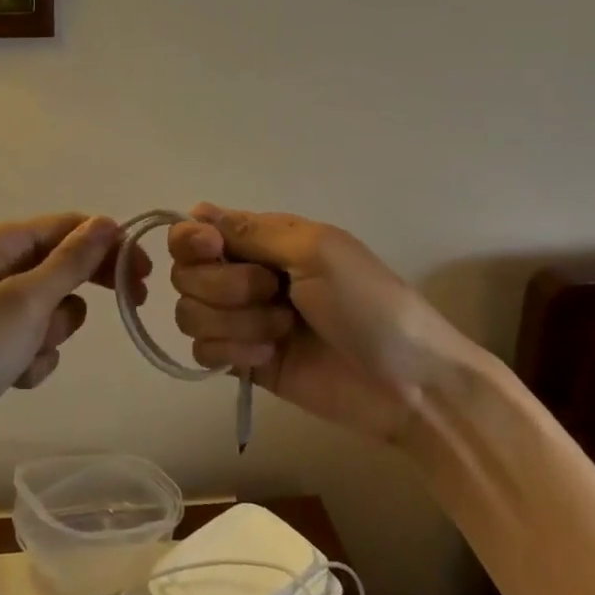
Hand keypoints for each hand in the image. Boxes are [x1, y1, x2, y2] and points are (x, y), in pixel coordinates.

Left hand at [0, 214, 148, 449]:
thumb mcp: (26, 301)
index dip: (107, 244)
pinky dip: (34, 357)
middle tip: (133, 302)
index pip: (66, 226)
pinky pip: (33, 341)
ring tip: (29, 352)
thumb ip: (71, 261)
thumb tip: (107, 221)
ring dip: (53, 331)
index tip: (143, 272)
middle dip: (85, 287)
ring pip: (51, 308)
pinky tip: (15, 378)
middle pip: (61, 264)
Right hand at [169, 205, 474, 443]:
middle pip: (186, 273)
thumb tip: (196, 210)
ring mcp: (242, 320)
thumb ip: (252, 231)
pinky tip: (268, 358)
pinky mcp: (243, 362)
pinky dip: (232, 352)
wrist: (408, 384)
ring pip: (190, 312)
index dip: (192, 240)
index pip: (196, 230)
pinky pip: (202, 351)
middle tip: (272, 293)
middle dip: (223, 286)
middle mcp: (244, 274)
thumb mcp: (316, 251)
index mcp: (263, 239)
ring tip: (281, 331)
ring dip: (234, 322)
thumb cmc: (369, 304)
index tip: (213, 250)